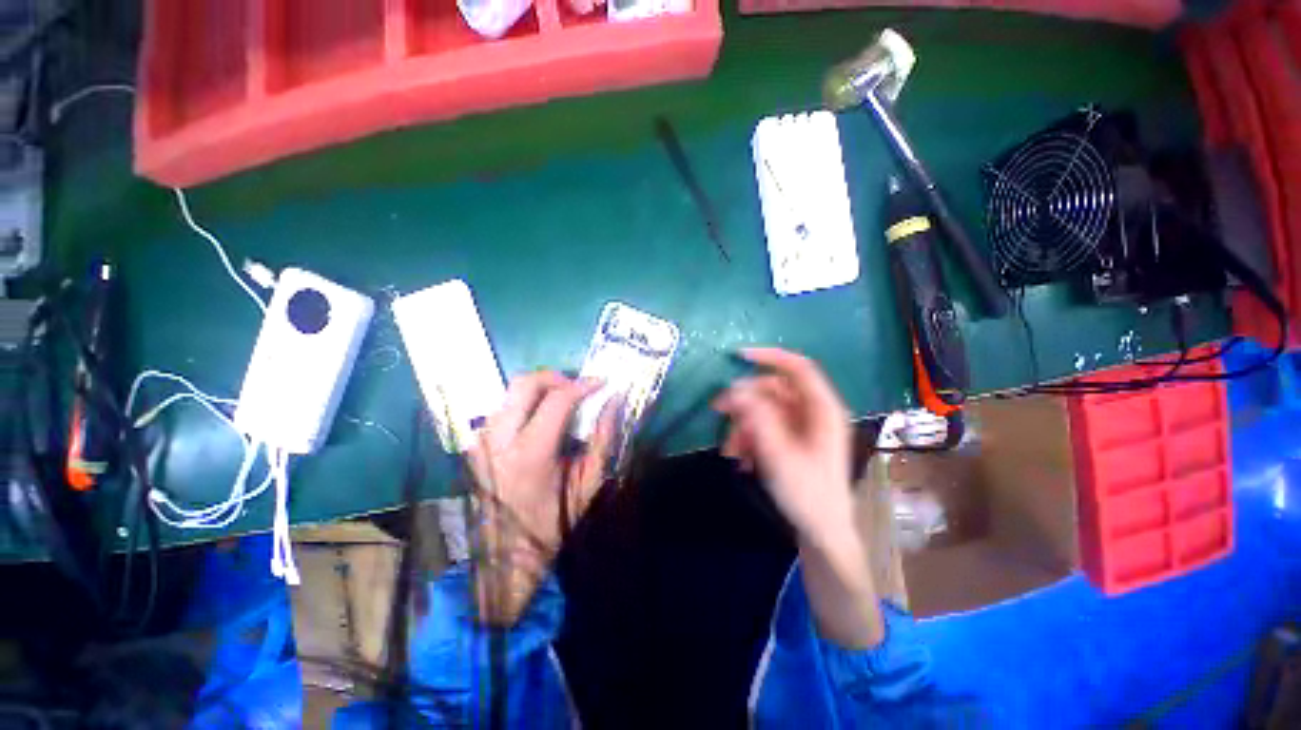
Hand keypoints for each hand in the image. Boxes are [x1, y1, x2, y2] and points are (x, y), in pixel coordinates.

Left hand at [467, 371, 617, 624]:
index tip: (601, 383)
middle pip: (524, 384)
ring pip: (509, 392)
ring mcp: (481, 442)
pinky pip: (502, 408)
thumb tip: (614, 401)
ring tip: (562, 401)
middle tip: (577, 387)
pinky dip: (525, 403)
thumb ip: (603, 438)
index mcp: (529, 455)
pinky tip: (541, 417)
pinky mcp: (475, 445)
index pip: (557, 401)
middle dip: (556, 377)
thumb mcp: (588, 483)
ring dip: (540, 389)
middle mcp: (497, 441)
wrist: (507, 556)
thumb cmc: (554, 522)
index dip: (583, 386)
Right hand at [713, 347, 854, 543]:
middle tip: (718, 409)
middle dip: (745, 401)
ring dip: (743, 425)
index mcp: (822, 409)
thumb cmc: (807, 493)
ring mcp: (801, 426)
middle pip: (773, 390)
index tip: (739, 356)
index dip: (770, 356)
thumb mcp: (779, 454)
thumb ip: (758, 418)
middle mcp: (812, 412)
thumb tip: (736, 389)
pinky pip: (764, 427)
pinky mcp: (790, 440)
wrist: (821, 532)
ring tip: (731, 450)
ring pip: (764, 410)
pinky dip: (749, 437)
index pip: (798, 368)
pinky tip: (741, 458)